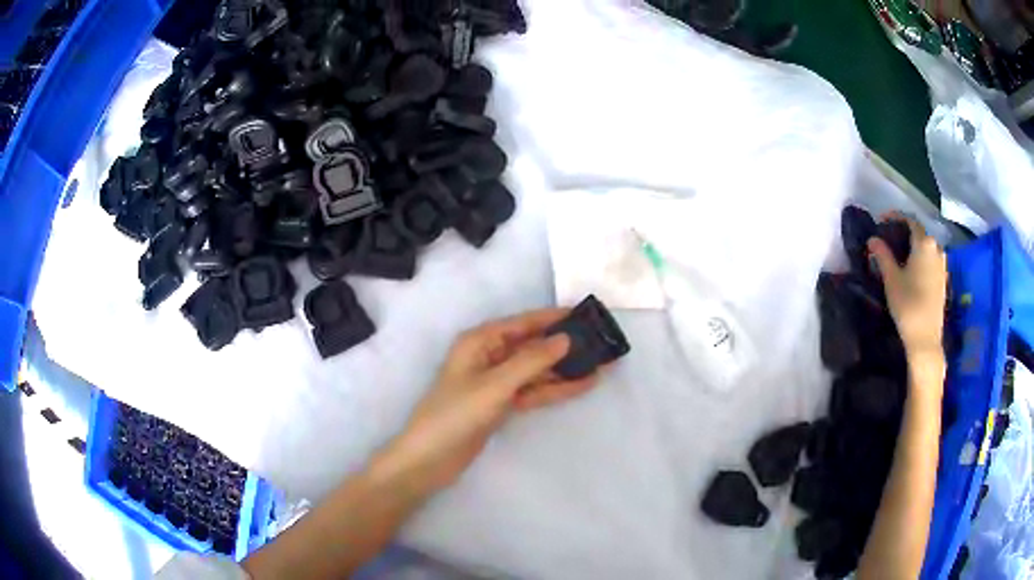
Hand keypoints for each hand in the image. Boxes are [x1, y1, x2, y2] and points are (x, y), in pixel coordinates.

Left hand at [378, 309, 603, 490]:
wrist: (430, 459)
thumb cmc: (456, 414)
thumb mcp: (495, 385)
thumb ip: (531, 361)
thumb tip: (565, 338)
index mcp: (480, 341)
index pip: (523, 323)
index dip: (554, 318)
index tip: (586, 314)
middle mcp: (488, 356)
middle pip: (532, 345)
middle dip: (564, 345)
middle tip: (600, 343)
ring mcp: (495, 382)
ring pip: (536, 370)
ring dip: (564, 368)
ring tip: (600, 364)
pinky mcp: (501, 404)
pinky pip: (532, 391)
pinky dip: (554, 388)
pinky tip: (581, 385)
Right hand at [868, 214, 947, 363]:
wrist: (925, 338)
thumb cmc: (908, 304)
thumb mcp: (891, 278)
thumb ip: (882, 255)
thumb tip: (873, 239)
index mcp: (924, 243)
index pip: (909, 221)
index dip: (895, 217)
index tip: (881, 220)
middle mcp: (937, 249)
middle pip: (919, 234)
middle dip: (904, 233)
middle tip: (889, 239)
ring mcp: (942, 265)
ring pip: (926, 248)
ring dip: (913, 247)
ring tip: (900, 255)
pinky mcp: (943, 280)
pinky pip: (931, 261)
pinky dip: (921, 259)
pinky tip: (912, 270)